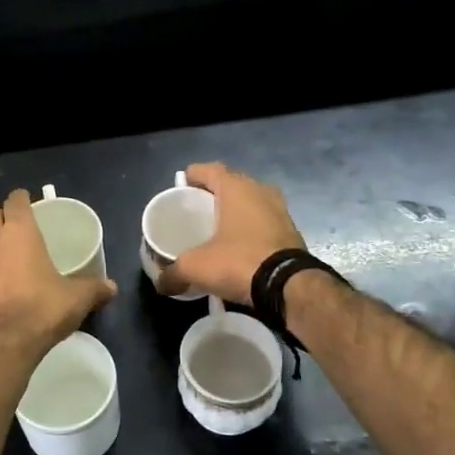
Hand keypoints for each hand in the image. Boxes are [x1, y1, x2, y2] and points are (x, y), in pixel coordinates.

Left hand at [0, 189, 116, 344]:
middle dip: (2, 219)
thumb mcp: (77, 298)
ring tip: (7, 265)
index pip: (15, 201)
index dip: (21, 199)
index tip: (28, 202)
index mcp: (18, 233)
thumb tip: (111, 287)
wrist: (2, 345)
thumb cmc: (42, 309)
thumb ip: (94, 288)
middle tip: (17, 231)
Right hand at [159, 163, 306, 303]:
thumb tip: (162, 284)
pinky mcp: (292, 231)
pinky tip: (239, 247)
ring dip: (235, 212)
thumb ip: (174, 272)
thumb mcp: (196, 267)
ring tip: (217, 229)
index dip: (193, 175)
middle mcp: (260, 191)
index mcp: (236, 188)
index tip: (181, 186)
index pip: (210, 169)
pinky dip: (250, 229)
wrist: (289, 286)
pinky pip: (264, 222)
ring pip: (251, 203)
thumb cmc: (238, 262)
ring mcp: (280, 210)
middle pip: (231, 184)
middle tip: (197, 209)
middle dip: (213, 194)